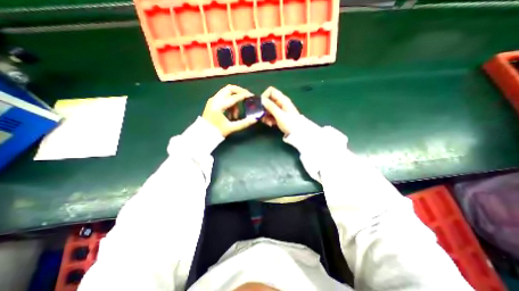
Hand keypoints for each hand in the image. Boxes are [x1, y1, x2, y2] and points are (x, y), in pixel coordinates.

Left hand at [204, 85, 257, 135]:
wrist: (202, 135)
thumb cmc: (216, 132)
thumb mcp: (231, 128)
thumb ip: (244, 123)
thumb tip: (255, 119)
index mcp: (219, 106)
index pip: (235, 97)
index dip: (245, 95)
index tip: (252, 96)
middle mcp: (215, 100)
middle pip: (229, 89)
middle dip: (239, 92)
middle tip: (246, 97)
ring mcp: (213, 100)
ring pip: (226, 93)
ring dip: (234, 100)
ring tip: (236, 114)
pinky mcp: (212, 102)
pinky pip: (223, 97)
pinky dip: (229, 102)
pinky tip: (231, 114)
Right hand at [261, 85, 302, 133]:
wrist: (297, 133)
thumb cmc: (290, 123)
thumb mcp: (279, 115)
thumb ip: (270, 106)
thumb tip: (261, 99)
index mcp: (282, 99)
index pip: (271, 91)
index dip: (265, 96)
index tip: (261, 105)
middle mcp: (280, 102)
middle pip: (268, 101)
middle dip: (264, 108)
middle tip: (263, 117)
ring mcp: (279, 109)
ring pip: (268, 108)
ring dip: (266, 116)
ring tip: (268, 123)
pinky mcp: (278, 116)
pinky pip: (270, 114)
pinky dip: (269, 119)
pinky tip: (271, 124)